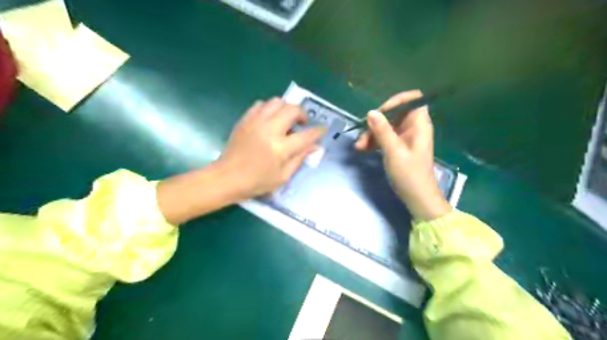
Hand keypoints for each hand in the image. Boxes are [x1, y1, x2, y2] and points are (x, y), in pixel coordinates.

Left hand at [220, 98, 326, 197]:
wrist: (227, 177)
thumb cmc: (256, 182)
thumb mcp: (283, 176)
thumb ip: (300, 159)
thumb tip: (315, 147)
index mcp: (281, 148)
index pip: (306, 135)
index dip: (318, 131)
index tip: (323, 129)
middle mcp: (270, 130)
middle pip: (293, 109)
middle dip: (302, 114)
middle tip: (301, 124)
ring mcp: (256, 122)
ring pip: (277, 102)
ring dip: (286, 109)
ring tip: (285, 121)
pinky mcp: (245, 119)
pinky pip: (261, 104)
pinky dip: (269, 109)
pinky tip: (269, 120)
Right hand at [357, 92, 449, 220]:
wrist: (417, 197)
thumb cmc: (410, 174)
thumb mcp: (394, 151)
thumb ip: (382, 130)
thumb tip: (371, 112)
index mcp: (419, 124)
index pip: (412, 99)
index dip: (396, 101)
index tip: (379, 113)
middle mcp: (412, 127)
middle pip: (394, 114)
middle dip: (376, 122)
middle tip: (363, 135)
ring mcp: (404, 137)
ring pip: (386, 126)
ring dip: (371, 134)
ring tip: (359, 146)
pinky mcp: (398, 147)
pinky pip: (384, 137)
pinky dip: (374, 142)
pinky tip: (363, 149)